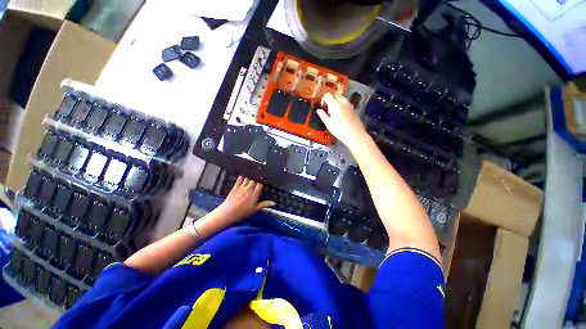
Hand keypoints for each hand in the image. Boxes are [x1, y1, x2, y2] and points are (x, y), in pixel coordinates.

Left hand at [214, 176, 274, 224]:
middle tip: (259, 174)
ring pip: (248, 178)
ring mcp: (242, 187)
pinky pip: (239, 179)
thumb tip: (273, 203)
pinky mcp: (235, 187)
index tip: (265, 178)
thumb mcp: (255, 209)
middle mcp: (249, 189)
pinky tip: (244, 173)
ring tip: (253, 172)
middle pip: (254, 179)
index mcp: (255, 194)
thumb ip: (264, 204)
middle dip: (257, 176)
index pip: (260, 184)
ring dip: (251, 175)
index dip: (263, 180)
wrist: (228, 213)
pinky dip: (242, 175)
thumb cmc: (242, 212)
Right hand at [317, 93, 368, 148]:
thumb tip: (319, 110)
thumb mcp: (328, 124)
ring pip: (341, 97)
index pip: (327, 95)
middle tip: (327, 110)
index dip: (323, 100)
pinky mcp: (353, 108)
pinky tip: (340, 115)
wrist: (355, 135)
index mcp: (335, 105)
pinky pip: (346, 102)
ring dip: (336, 102)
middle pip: (334, 95)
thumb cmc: (340, 130)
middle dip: (330, 100)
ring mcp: (349, 105)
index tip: (323, 107)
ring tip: (334, 112)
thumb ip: (322, 115)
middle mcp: (343, 102)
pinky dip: (341, 105)